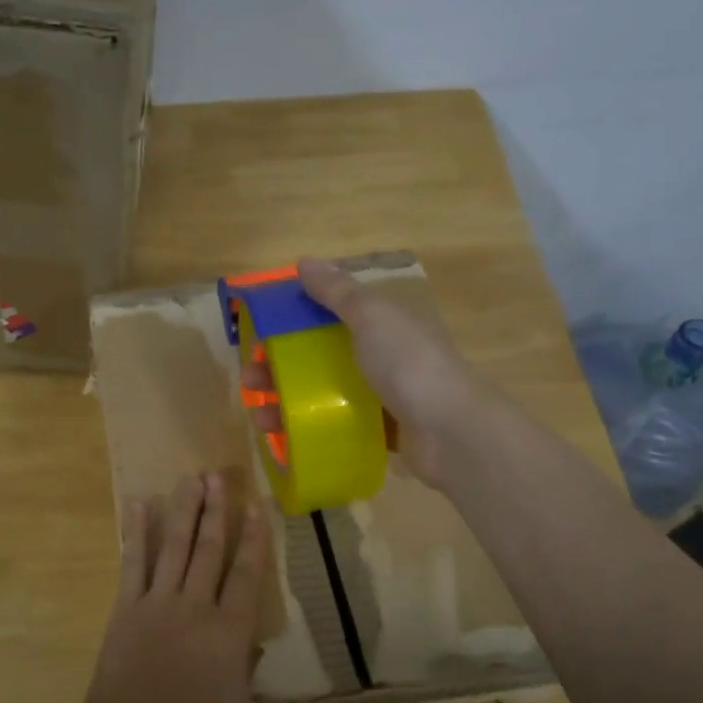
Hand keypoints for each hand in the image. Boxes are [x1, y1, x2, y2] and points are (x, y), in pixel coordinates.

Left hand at [82, 473, 346, 702]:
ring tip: (191, 477)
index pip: (245, 575)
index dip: (253, 539)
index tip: (256, 506)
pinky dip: (137, 532)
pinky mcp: (126, 607)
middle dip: (216, 510)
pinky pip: (133, 562)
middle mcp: (195, 605)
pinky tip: (138, 503)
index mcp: (228, 631)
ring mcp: (157, 602)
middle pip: (209, 549)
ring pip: (175, 547)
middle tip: (219, 475)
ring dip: (184, 510)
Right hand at [242, 257, 486, 485]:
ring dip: (289, 404)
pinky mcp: (382, 432)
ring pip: (325, 395)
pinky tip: (287, 440)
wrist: (451, 432)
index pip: (329, 316)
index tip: (260, 337)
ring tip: (261, 419)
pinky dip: (312, 431)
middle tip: (251, 383)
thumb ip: (338, 292)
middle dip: (281, 369)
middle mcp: (383, 357)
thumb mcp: (371, 317)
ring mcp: (384, 397)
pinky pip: (339, 426)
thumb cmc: (408, 364)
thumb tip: (304, 261)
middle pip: (320, 358)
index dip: (292, 323)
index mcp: (383, 324)